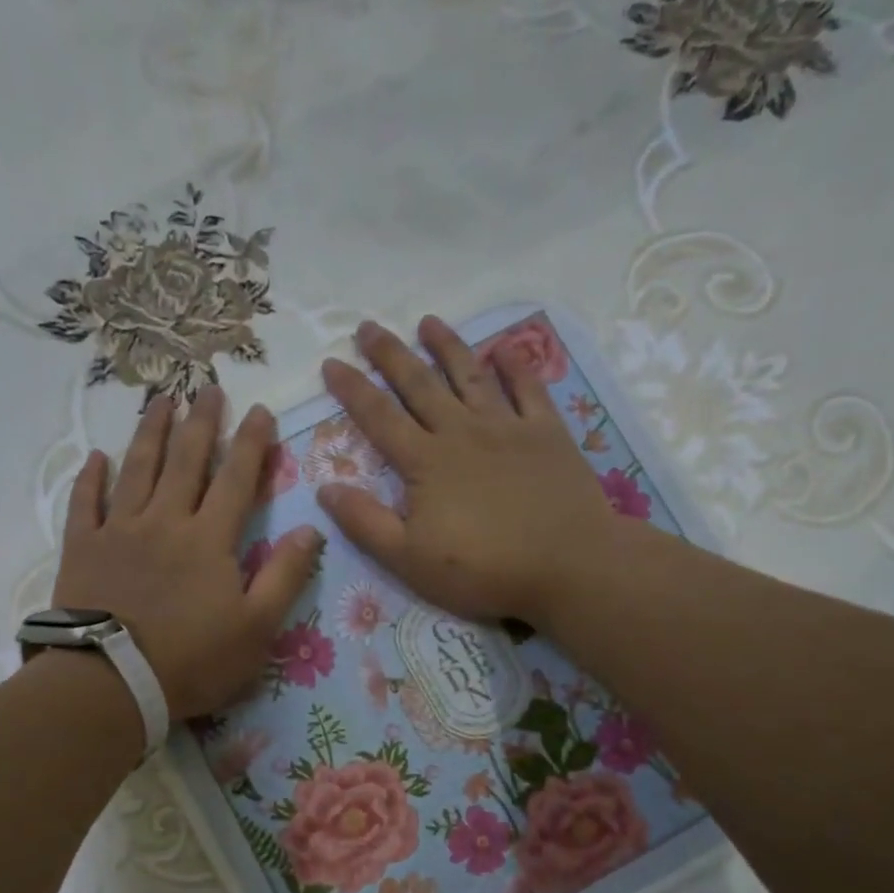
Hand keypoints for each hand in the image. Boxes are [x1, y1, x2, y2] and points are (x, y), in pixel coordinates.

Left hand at [53, 388, 323, 721]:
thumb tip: (310, 529)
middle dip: (201, 422)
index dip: (252, 443)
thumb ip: (286, 576)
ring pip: (137, 469)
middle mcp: (166, 521)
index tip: (260, 410)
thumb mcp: (258, 628)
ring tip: (159, 400)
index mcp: (210, 539)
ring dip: (150, 433)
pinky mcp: (83, 549)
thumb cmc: (193, 661)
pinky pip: (86, 504)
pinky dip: (91, 479)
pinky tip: (96, 457)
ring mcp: (120, 531)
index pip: (237, 479)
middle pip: (186, 461)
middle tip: (208, 387)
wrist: (113, 682)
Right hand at [317, 317, 638, 626]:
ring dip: (447, 346)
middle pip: (419, 385)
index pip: (378, 418)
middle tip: (369, 327)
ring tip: (428, 322)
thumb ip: (366, 523)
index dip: (352, 389)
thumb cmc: (483, 570)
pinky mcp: (547, 433)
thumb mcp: (409, 560)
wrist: (567, 566)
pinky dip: (516, 365)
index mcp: (425, 463)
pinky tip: (504, 349)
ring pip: (470, 375)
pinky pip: (528, 388)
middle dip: (391, 355)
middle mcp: (462, 432)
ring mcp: (508, 427)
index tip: (331, 362)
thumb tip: (326, 488)